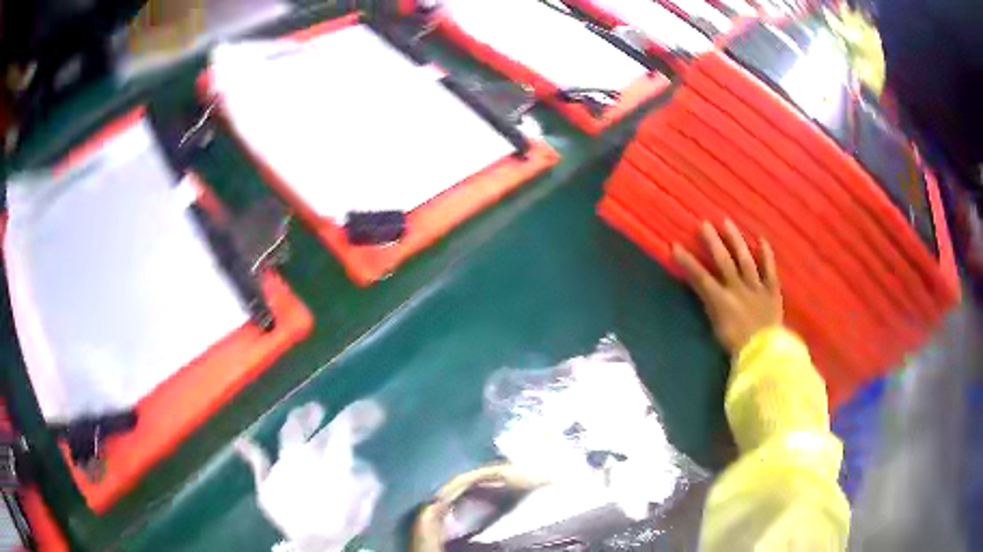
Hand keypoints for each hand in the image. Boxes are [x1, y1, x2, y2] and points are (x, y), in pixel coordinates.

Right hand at [672, 220, 782, 354]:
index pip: (700, 277)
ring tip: (727, 222)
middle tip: (704, 224)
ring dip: (736, 240)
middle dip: (712, 241)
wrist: (764, 353)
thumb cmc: (737, 346)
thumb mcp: (716, 329)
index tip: (675, 246)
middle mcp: (738, 288)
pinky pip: (770, 269)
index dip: (687, 261)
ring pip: (745, 259)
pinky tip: (761, 239)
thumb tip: (705, 291)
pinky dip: (766, 254)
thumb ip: (711, 307)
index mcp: (721, 299)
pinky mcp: (772, 290)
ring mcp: (756, 287)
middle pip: (723, 261)